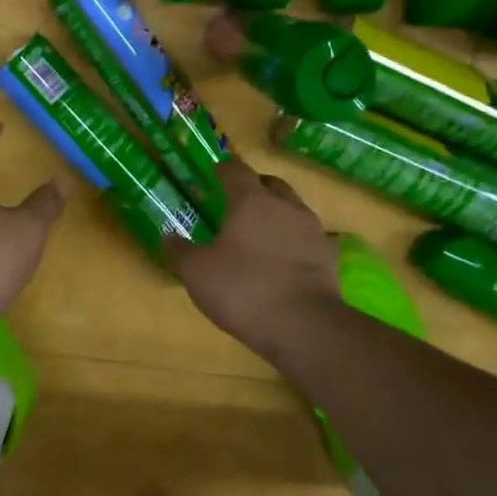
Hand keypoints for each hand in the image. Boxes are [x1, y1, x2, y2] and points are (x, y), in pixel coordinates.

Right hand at [162, 158, 341, 363]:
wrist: (303, 325)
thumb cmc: (243, 289)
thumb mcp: (196, 273)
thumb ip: (179, 251)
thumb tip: (168, 236)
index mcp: (251, 201)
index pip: (236, 171)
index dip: (223, 170)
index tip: (214, 173)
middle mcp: (285, 206)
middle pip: (270, 183)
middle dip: (253, 186)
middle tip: (236, 201)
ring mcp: (312, 229)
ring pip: (292, 207)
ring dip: (276, 212)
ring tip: (260, 231)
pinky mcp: (328, 255)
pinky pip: (307, 236)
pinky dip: (293, 239)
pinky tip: (283, 256)